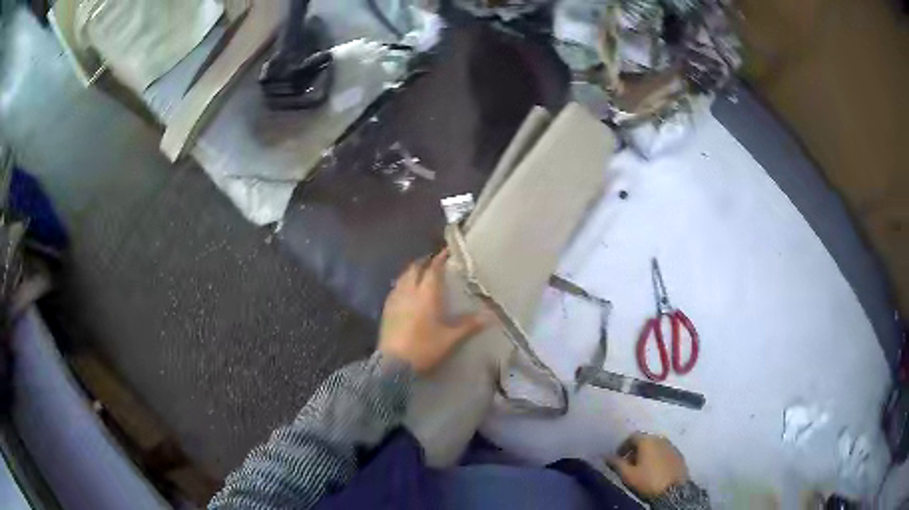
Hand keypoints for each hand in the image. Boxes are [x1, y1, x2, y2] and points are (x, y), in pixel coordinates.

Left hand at [379, 250, 487, 372]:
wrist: (393, 363)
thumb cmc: (425, 348)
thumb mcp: (450, 338)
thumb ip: (469, 325)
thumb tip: (490, 316)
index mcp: (427, 294)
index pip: (433, 269)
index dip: (440, 258)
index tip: (447, 251)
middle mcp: (409, 291)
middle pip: (415, 269)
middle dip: (424, 262)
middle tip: (433, 261)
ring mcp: (395, 299)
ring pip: (403, 277)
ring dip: (412, 271)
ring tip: (420, 273)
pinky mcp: (386, 309)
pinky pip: (395, 288)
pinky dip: (402, 283)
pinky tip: (405, 290)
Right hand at [608, 433, 688, 498]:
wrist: (673, 490)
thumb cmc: (648, 480)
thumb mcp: (627, 475)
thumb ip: (616, 463)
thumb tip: (604, 455)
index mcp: (647, 440)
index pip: (632, 436)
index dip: (623, 446)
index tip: (618, 458)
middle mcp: (661, 438)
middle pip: (645, 440)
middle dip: (635, 450)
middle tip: (628, 464)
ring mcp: (672, 446)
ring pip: (655, 446)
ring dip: (646, 454)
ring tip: (641, 468)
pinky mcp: (679, 454)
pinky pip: (664, 452)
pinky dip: (657, 457)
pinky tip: (654, 469)